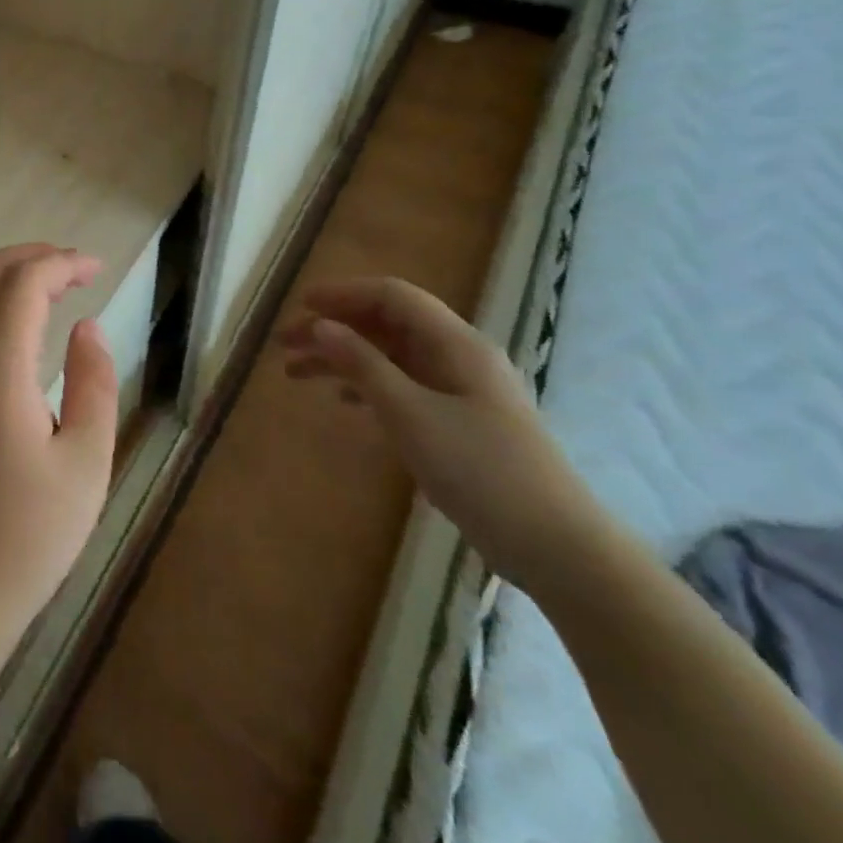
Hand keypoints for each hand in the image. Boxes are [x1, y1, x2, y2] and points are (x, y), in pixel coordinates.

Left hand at [0, 245, 118, 664]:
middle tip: (73, 267)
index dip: (60, 264)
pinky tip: (20, 333)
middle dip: (28, 257)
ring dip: (6, 280)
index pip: (22, 284)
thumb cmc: (26, 537)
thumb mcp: (85, 465)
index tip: (97, 268)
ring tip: (53, 291)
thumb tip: (86, 327)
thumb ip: (92, 385)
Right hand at [280, 277, 607, 596]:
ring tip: (295, 373)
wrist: (557, 547)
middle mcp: (459, 356)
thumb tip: (320, 325)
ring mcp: (462, 389)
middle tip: (285, 344)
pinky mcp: (461, 420)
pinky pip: (403, 385)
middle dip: (334, 328)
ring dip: (343, 358)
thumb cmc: (480, 470)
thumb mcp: (410, 414)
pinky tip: (342, 401)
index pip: (392, 296)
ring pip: (390, 356)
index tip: (299, 307)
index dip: (342, 294)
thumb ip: (362, 364)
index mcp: (455, 344)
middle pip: (386, 324)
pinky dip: (366, 385)